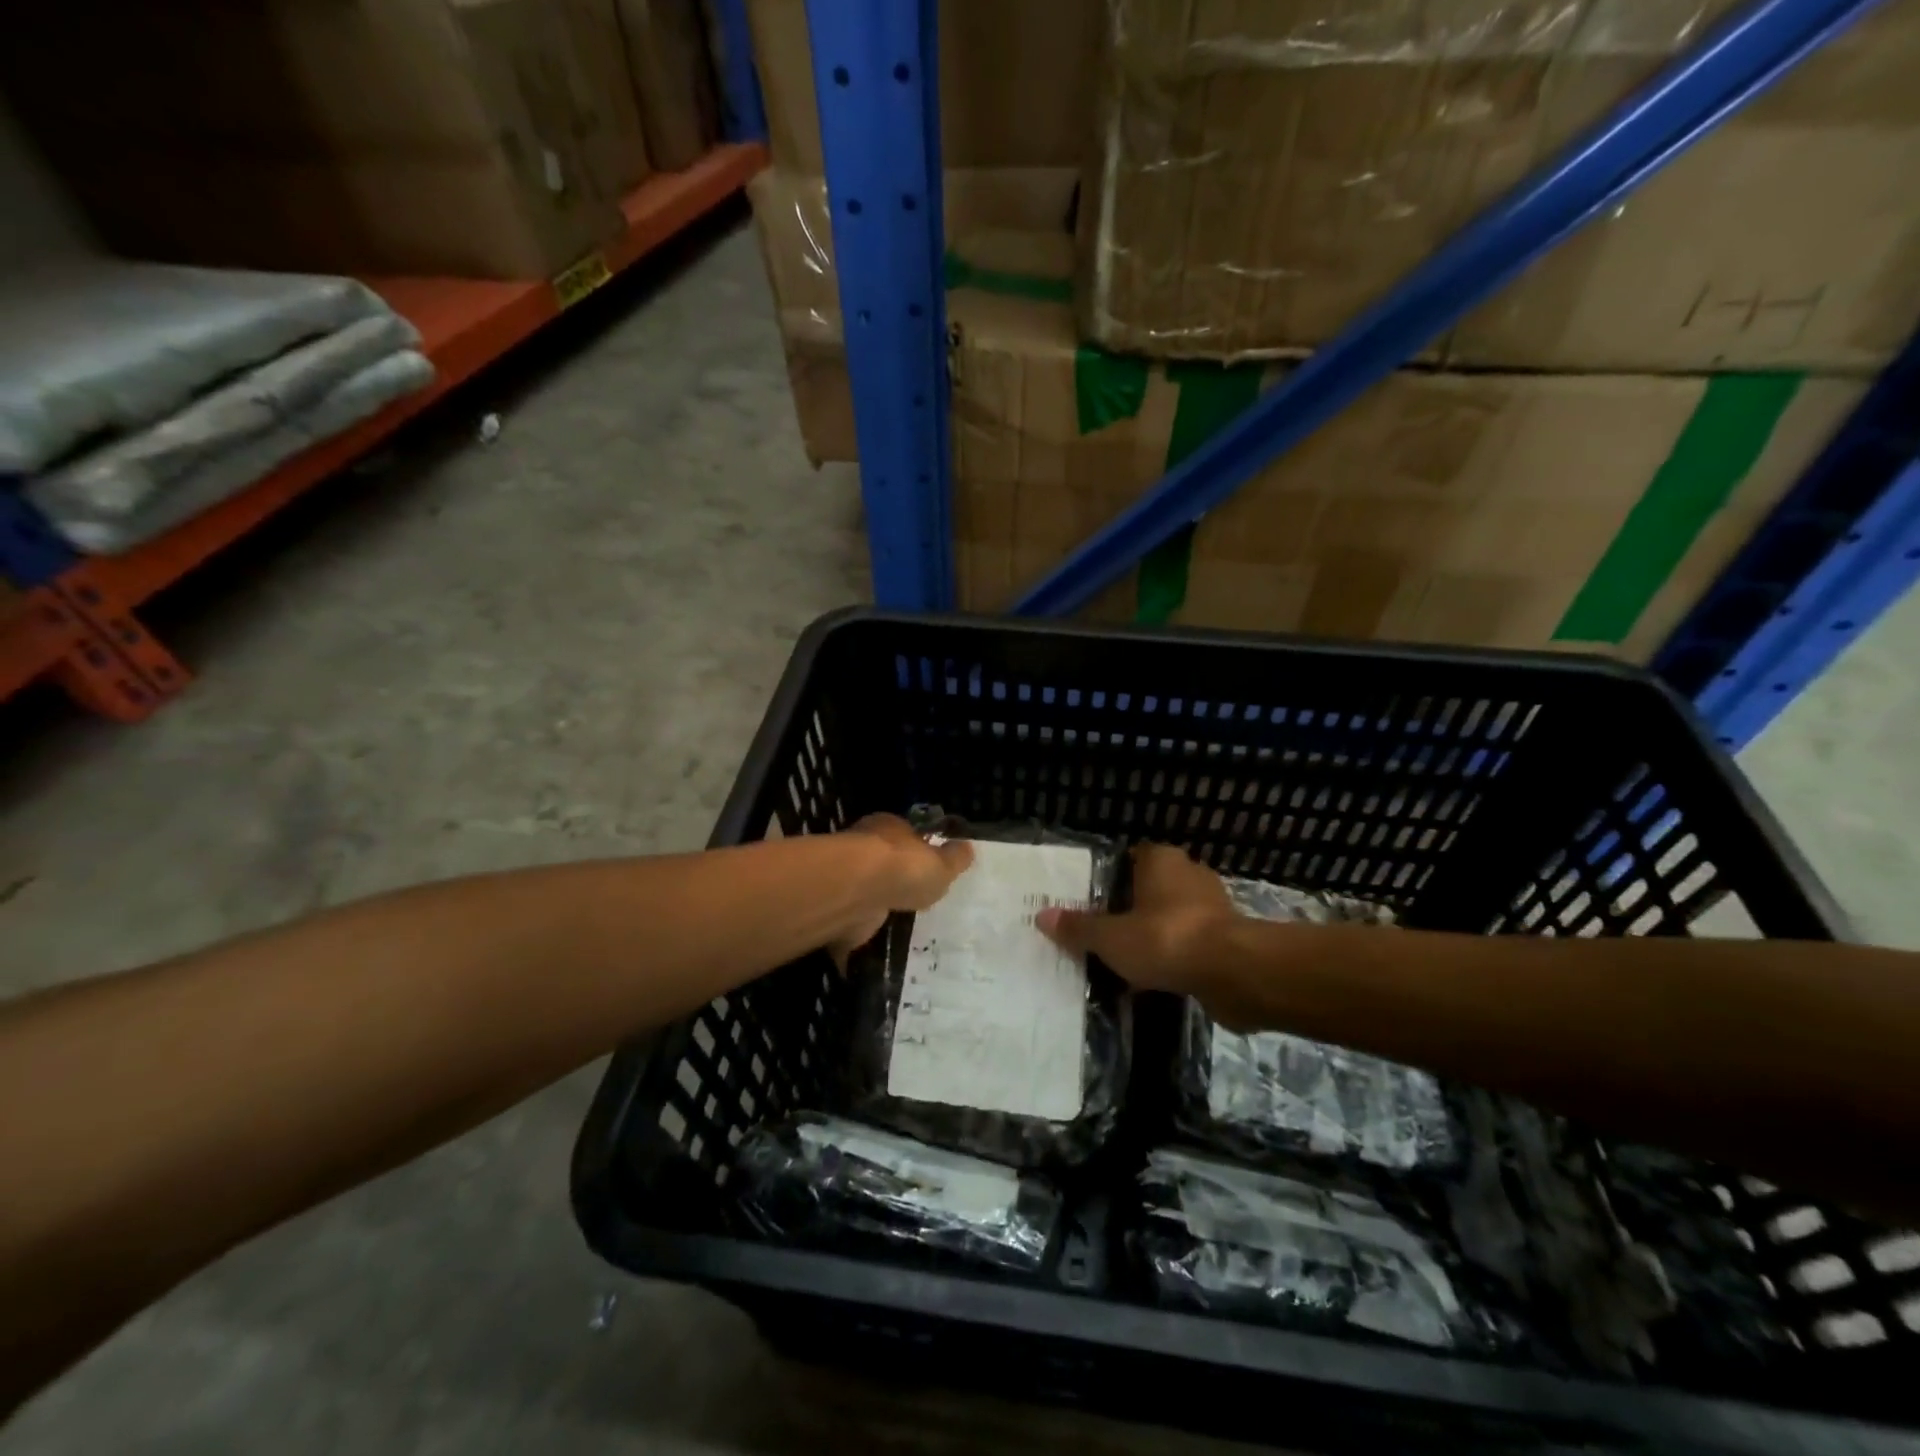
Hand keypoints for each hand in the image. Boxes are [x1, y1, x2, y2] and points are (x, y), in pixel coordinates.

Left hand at [829, 814, 973, 967]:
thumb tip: (967, 849)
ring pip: (865, 891)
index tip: (928, 868)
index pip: (904, 835)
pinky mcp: (836, 907)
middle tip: (914, 899)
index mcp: (888, 827)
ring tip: (897, 925)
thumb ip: (955, 858)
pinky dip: (861, 931)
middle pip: (882, 862)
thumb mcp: (943, 863)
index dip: (917, 850)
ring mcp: (846, 879)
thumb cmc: (904, 867)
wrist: (857, 891)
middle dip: (895, 879)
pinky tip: (875, 944)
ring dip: (877, 906)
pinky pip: (852, 920)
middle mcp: (862, 847)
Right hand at [1037, 843, 1236, 996]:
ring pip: (1173, 917)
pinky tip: (1158, 978)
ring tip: (1128, 961)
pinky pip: (1193, 943)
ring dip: (1156, 935)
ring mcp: (1214, 905)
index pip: (1131, 857)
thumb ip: (1079, 927)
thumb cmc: (1166, 939)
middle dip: (1132, 909)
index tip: (1093, 902)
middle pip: (1151, 888)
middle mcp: (1189, 873)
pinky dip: (1178, 956)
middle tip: (1105, 934)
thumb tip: (1042, 915)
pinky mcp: (1230, 937)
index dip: (1111, 878)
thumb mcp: (1111, 937)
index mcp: (1161, 860)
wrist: (1235, 973)